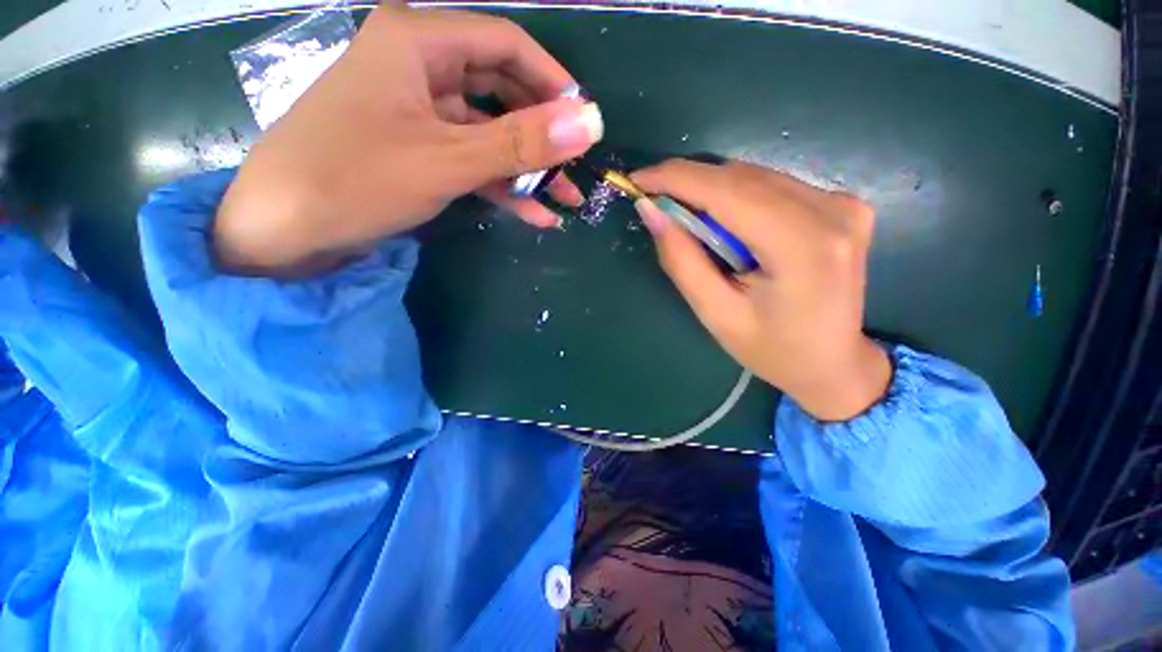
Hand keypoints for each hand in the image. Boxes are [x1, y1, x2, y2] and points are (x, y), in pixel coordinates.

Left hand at [215, 6, 602, 273]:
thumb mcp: (449, 159)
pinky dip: (502, 187)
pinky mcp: (417, 152)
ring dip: (527, 170)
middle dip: (542, 135)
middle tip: (575, 169)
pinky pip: (471, 161)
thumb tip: (590, 123)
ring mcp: (418, 115)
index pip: (506, 45)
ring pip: (489, 134)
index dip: (552, 81)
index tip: (582, 121)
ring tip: (564, 201)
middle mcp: (419, 69)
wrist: (284, 230)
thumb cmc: (356, 179)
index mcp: (418, 43)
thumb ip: (522, 141)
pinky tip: (533, 214)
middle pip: (501, 92)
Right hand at [631, 160, 889, 421]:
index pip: (728, 190)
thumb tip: (651, 210)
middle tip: (654, 201)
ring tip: (685, 218)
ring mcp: (843, 204)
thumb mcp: (715, 313)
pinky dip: (737, 197)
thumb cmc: (771, 349)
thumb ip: (682, 260)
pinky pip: (774, 186)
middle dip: (690, 183)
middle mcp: (832, 212)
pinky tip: (723, 223)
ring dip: (711, 190)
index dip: (676, 178)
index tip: (637, 179)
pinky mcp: (842, 205)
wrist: (832, 363)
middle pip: (742, 177)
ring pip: (756, 177)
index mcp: (803, 247)